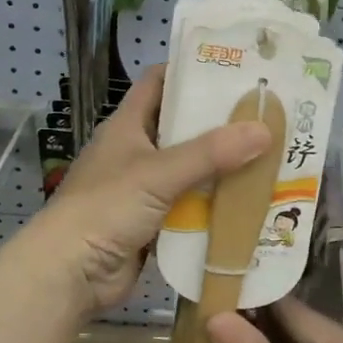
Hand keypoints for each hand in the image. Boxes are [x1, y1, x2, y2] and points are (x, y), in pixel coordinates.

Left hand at [33, 64, 271, 316]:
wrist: (71, 274)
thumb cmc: (106, 209)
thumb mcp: (158, 173)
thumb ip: (211, 153)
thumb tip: (265, 129)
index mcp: (127, 125)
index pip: (159, 83)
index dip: (192, 71)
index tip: (235, 69)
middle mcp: (136, 152)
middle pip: (183, 128)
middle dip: (221, 124)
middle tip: (268, 116)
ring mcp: (144, 190)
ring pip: (191, 171)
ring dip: (223, 168)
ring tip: (272, 156)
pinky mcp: (153, 223)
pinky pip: (191, 208)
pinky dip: (215, 206)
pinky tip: (251, 203)